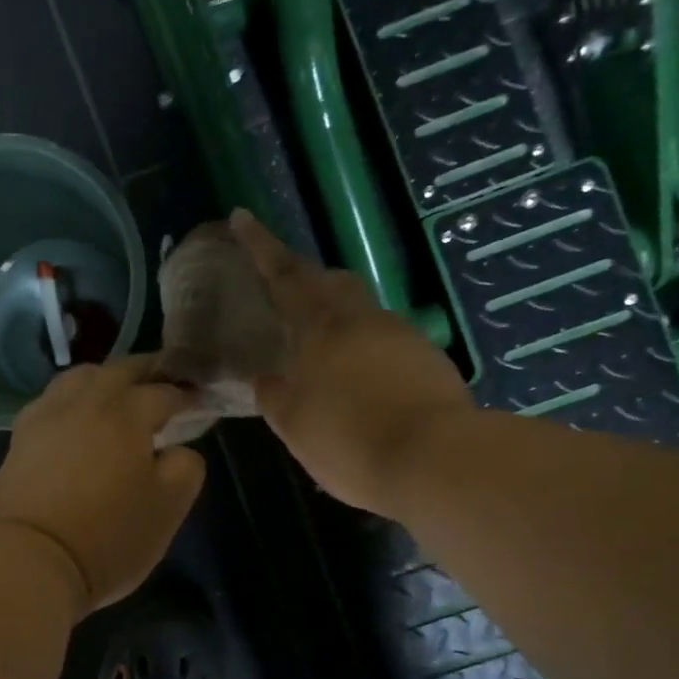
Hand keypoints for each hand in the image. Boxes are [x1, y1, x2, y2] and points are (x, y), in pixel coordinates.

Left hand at [0, 356, 207, 614]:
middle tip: (166, 383)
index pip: (164, 392)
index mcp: (126, 412)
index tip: (200, 402)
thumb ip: (185, 467)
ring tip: (119, 395)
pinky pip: (52, 401)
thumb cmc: (109, 536)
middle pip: (119, 370)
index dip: (187, 396)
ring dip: (106, 379)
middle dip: (147, 372)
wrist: (30, 560)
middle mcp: (84, 402)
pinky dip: (73, 399)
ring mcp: (46, 416)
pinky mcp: (20, 438)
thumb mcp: (169, 507)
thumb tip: (177, 451)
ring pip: (80, 378)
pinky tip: (77, 418)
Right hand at [230, 209, 470, 515]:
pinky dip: (365, 349)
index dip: (261, 246)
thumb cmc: (351, 441)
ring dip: (338, 316)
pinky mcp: (429, 359)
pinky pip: (386, 340)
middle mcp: (363, 320)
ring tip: (322, 348)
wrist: (436, 461)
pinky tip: (360, 381)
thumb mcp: (295, 426)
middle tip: (286, 290)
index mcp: (322, 328)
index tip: (242, 217)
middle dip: (306, 277)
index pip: (284, 276)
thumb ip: (275, 396)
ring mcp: (402, 336)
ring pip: (361, 310)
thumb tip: (266, 378)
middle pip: (331, 281)